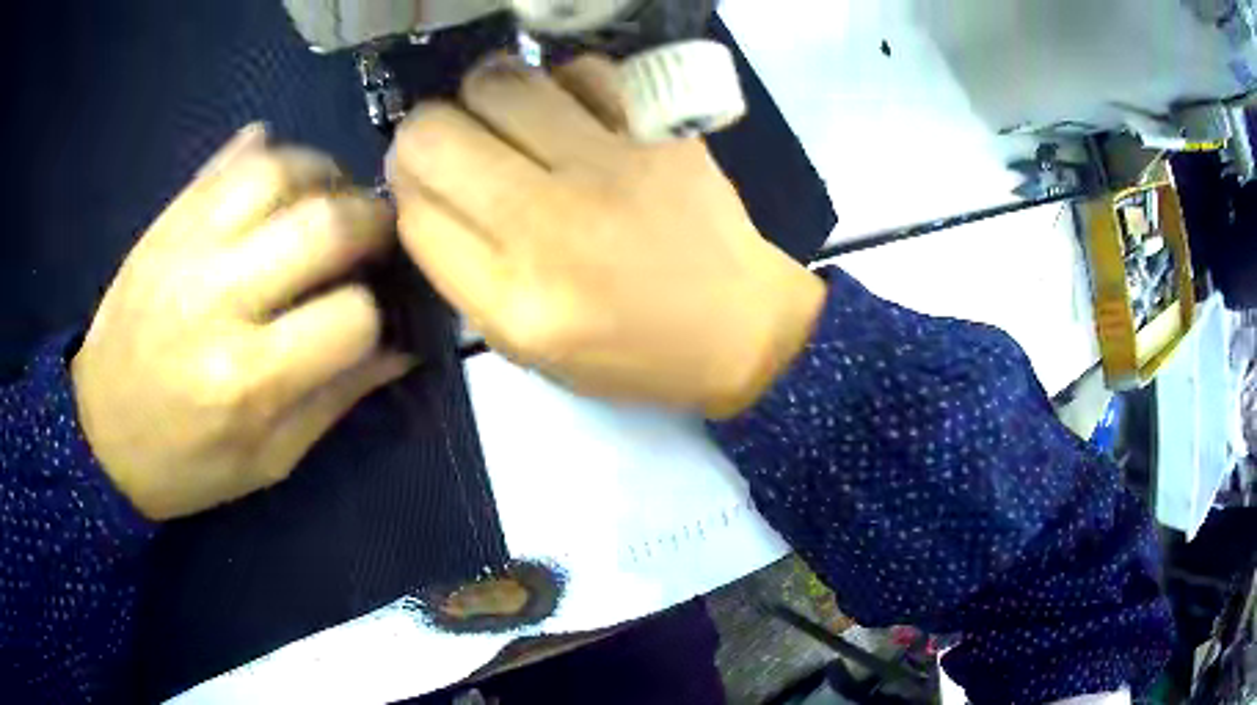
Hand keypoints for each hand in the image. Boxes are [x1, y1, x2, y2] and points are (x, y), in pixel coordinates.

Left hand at [72, 125, 411, 519]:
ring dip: (326, 176)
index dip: (379, 313)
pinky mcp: (167, 222)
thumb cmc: (186, 464)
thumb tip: (402, 346)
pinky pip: (230, 161)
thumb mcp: (268, 460)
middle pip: (326, 225)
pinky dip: (272, 156)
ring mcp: (187, 247)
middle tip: (377, 237)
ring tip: (331, 201)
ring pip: (281, 171)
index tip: (375, 316)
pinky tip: (283, 183)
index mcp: (246, 379)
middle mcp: (218, 299)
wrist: (98, 434)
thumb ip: (336, 399)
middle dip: (373, 224)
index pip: (352, 316)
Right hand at [389, 56, 824, 416]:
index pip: (412, 211)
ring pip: (497, 84)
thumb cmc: (629, 351)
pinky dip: (562, 84)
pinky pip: (580, 70)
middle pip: (434, 136)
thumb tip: (421, 188)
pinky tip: (573, 113)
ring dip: (484, 96)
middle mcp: (549, 226)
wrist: (738, 328)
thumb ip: (461, 270)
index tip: (424, 183)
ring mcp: (608, 167)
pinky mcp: (657, 132)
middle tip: (454, 142)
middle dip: (426, 134)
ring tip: (507, 118)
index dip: (405, 188)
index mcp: (511, 300)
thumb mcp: (527, 346)